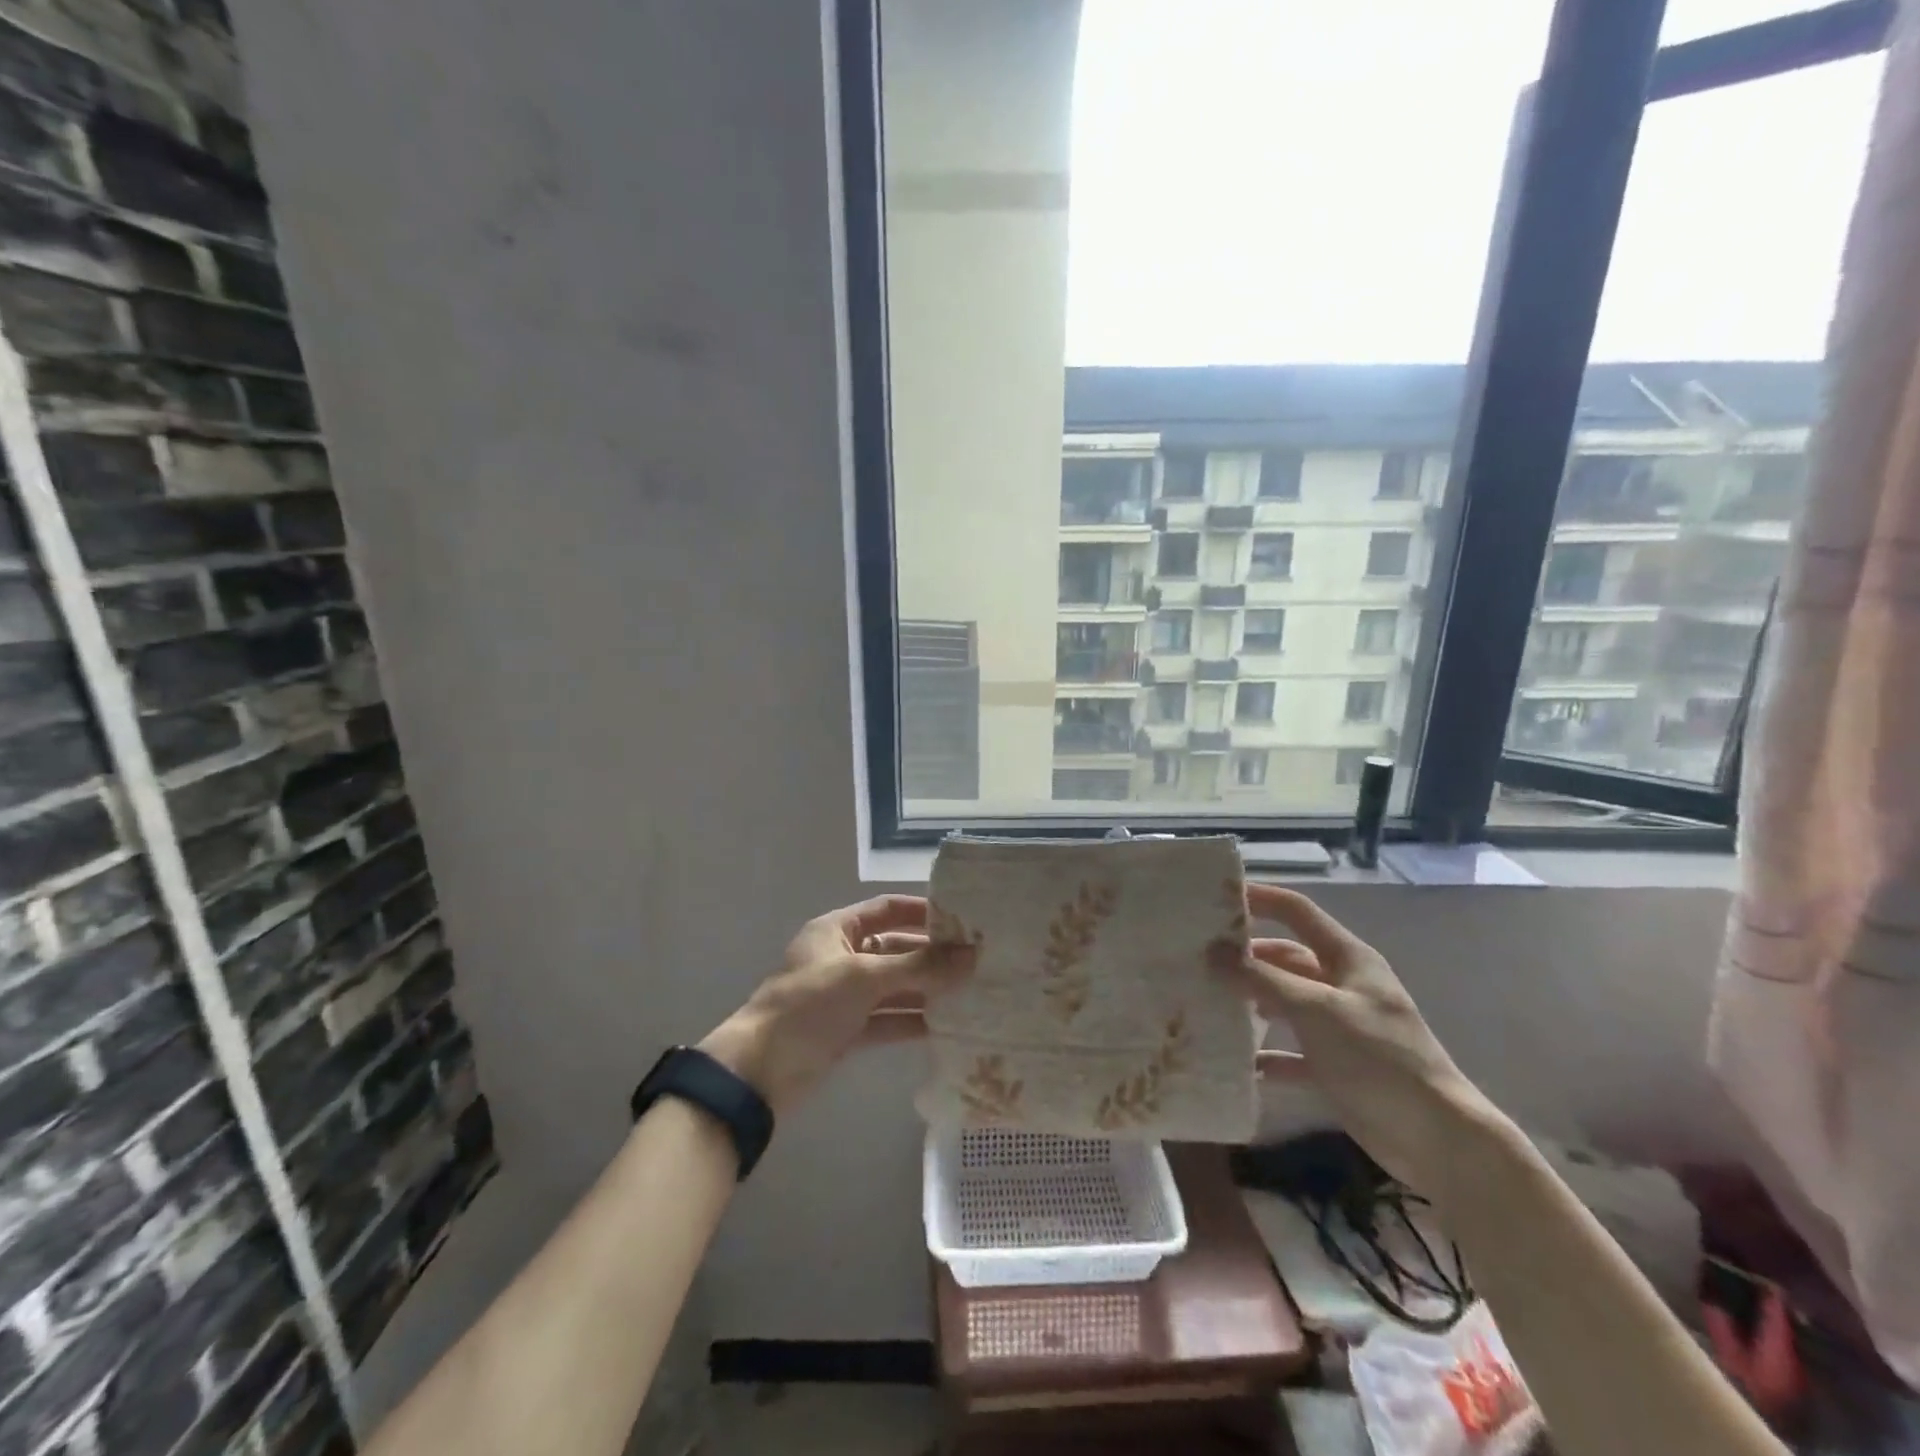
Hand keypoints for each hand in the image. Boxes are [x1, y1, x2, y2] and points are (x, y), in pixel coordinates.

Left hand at [699, 895, 973, 1115]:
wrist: (758, 1073)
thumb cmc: (808, 1006)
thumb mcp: (864, 977)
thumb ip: (919, 966)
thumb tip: (971, 956)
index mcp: (836, 930)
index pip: (886, 908)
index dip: (922, 911)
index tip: (962, 920)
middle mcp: (842, 957)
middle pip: (895, 949)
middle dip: (931, 956)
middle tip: (976, 961)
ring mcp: (844, 996)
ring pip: (894, 987)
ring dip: (926, 990)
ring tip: (971, 993)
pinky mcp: (847, 1031)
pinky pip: (887, 1019)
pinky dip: (912, 1021)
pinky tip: (946, 1026)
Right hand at [1216, 884, 1497, 1197]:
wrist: (1439, 1141)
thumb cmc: (1380, 1059)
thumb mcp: (1317, 1011)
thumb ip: (1263, 980)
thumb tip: (1213, 951)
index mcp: (1347, 958)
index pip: (1296, 912)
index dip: (1259, 898)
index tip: (1214, 898)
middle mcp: (1342, 984)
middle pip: (1285, 958)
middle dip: (1245, 957)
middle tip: (1197, 958)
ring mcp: (1340, 1026)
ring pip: (1284, 1002)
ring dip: (1251, 1003)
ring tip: (1207, 1003)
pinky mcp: (1336, 1066)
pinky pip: (1291, 1051)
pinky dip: (1267, 1054)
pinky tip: (1237, 1061)